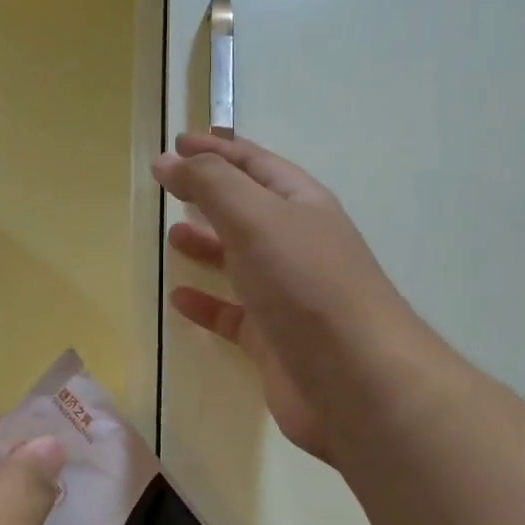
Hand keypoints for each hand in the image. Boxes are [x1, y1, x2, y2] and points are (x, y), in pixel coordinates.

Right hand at [154, 134, 409, 462]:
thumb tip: (169, 160)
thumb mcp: (257, 219)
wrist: (356, 381)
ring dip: (208, 246)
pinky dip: (207, 304)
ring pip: (240, 261)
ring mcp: (287, 295)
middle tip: (169, 188)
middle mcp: (297, 245)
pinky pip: (233, 314)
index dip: (216, 150)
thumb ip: (211, 185)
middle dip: (211, 195)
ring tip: (172, 236)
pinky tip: (179, 300)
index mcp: (301, 205)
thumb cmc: (306, 285)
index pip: (254, 164)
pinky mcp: (273, 340)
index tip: (177, 143)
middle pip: (248, 210)